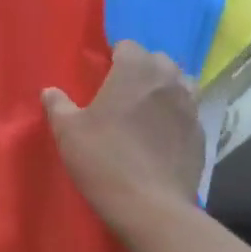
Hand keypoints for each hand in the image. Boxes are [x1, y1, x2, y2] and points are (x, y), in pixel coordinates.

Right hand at [43, 42, 205, 241]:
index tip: (102, 74)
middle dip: (142, 69)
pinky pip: (188, 113)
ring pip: (180, 84)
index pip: (128, 47)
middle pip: (158, 61)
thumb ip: (58, 106)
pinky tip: (161, 136)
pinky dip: (175, 116)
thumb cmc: (103, 161)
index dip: (114, 57)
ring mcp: (190, 106)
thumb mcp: (68, 133)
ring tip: (146, 110)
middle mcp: (168, 80)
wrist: (149, 205)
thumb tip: (50, 91)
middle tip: (122, 92)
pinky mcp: (200, 133)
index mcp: (135, 71)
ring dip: (164, 89)